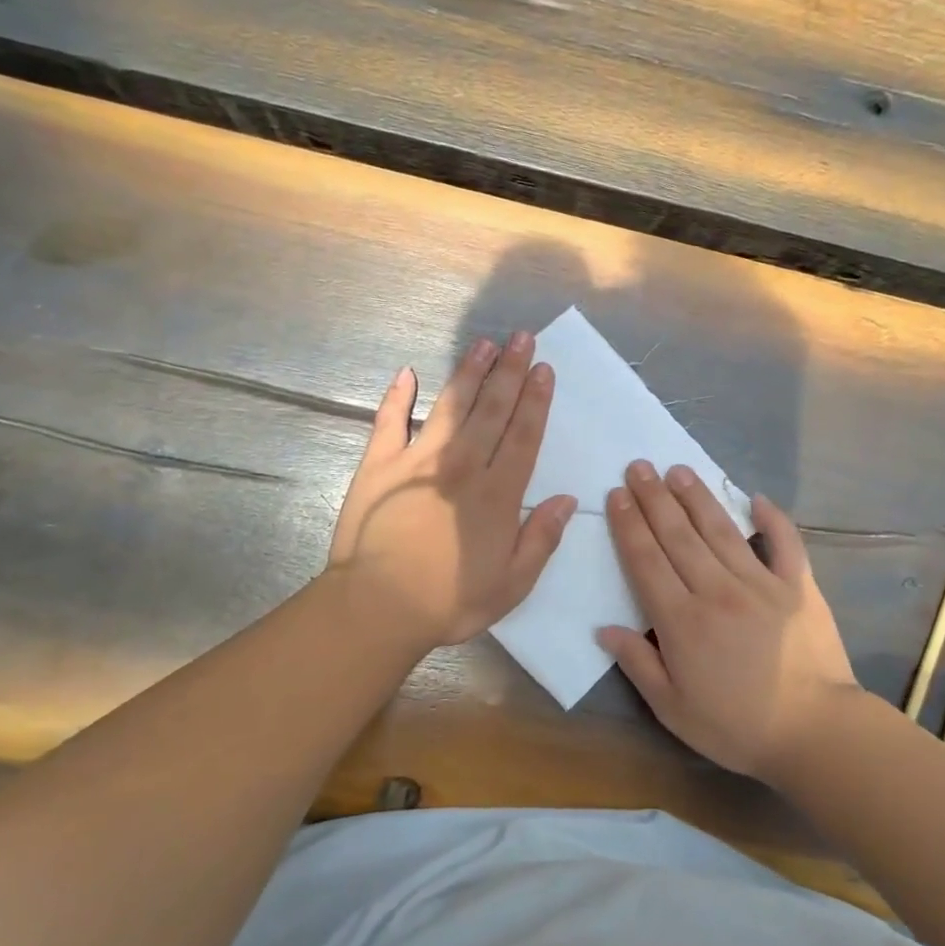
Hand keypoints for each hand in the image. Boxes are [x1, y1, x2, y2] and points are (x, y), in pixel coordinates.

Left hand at [327, 332, 575, 649]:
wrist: (378, 607)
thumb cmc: (449, 600)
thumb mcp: (511, 584)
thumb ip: (541, 539)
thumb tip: (566, 500)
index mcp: (498, 494)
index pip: (524, 436)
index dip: (536, 400)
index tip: (544, 369)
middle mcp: (463, 466)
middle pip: (492, 410)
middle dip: (510, 372)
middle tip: (521, 337)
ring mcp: (418, 460)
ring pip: (450, 406)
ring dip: (468, 373)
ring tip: (483, 345)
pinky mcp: (379, 465)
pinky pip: (389, 422)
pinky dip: (396, 396)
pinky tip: (406, 373)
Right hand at [599, 461, 861, 783]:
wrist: (816, 734)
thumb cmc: (737, 727)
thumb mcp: (673, 709)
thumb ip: (638, 664)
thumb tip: (604, 628)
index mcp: (682, 620)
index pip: (646, 560)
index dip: (628, 525)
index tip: (617, 495)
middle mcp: (717, 590)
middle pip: (678, 535)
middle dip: (655, 498)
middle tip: (639, 467)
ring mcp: (761, 584)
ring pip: (721, 530)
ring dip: (697, 497)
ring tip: (679, 470)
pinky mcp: (798, 586)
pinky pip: (784, 543)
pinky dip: (772, 519)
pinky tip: (756, 498)